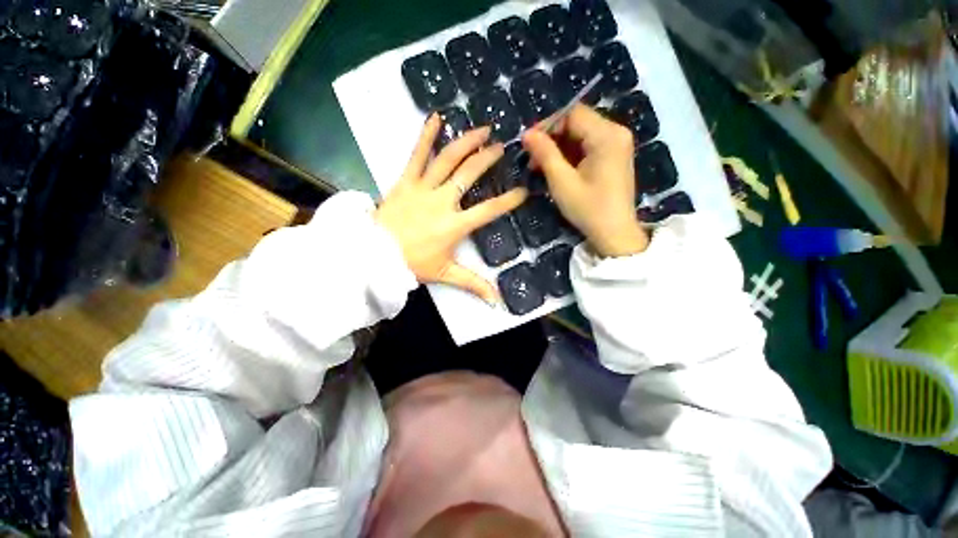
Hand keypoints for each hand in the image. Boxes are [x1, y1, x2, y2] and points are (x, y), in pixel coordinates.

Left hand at [375, 115, 527, 302]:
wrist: (374, 255)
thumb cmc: (412, 264)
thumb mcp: (445, 275)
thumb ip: (473, 284)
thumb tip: (496, 302)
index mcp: (454, 225)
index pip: (488, 210)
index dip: (508, 200)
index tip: (523, 190)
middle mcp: (442, 202)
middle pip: (469, 175)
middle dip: (488, 159)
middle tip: (502, 147)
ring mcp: (422, 188)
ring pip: (448, 159)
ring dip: (466, 142)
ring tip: (482, 129)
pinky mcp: (405, 181)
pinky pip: (416, 154)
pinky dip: (426, 135)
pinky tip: (436, 117)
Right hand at [523, 105, 647, 256]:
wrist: (615, 233)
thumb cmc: (589, 209)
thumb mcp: (562, 182)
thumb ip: (545, 154)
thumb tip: (527, 134)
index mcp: (607, 135)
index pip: (572, 114)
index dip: (547, 124)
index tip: (528, 143)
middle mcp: (616, 133)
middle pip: (577, 122)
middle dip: (552, 138)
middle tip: (532, 158)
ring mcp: (617, 145)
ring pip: (581, 135)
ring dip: (559, 147)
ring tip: (540, 166)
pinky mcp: (614, 156)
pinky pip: (588, 146)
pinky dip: (570, 155)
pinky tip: (557, 169)